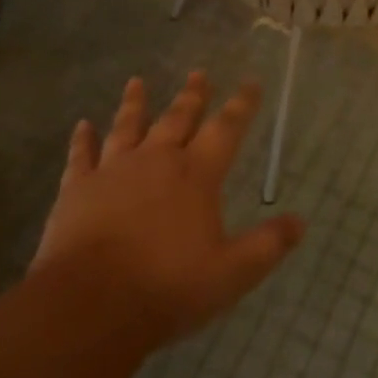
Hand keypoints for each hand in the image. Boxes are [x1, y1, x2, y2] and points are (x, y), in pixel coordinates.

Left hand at [34, 72, 304, 347]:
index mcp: (197, 175)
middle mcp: (157, 161)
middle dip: (192, 95)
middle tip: (199, 73)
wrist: (90, 304)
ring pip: (127, 127)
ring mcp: (114, 171)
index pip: (227, 129)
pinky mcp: (77, 190)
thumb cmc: (167, 287)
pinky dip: (82, 140)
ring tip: (137, 82)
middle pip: (178, 118)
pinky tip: (81, 126)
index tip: (251, 82)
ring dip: (135, 104)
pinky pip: (81, 157)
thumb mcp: (232, 273)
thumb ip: (268, 245)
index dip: (242, 105)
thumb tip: (300, 222)